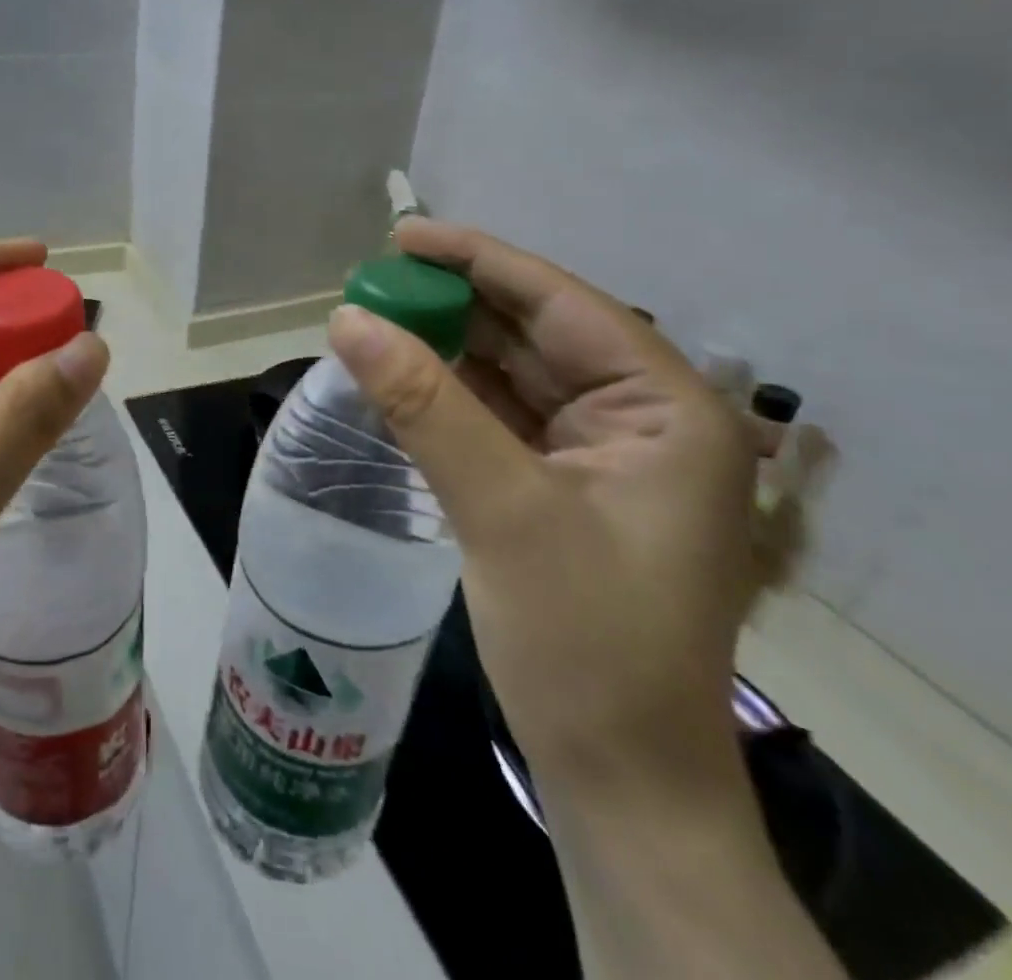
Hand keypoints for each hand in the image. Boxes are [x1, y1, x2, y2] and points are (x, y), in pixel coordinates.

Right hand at [327, 219, 757, 796]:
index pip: (561, 303)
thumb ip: (424, 405)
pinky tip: (399, 376)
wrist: (617, 774)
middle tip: (370, 282)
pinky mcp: (559, 485)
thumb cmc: (587, 642)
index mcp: (664, 409)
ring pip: (510, 373)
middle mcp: (640, 418)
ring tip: (373, 320)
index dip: (478, 261)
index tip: (402, 236)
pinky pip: (496, 415)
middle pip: (532, 333)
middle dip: (453, 304)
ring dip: (444, 346)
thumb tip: (346, 319)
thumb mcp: (502, 510)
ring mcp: (599, 454)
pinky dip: (447, 393)